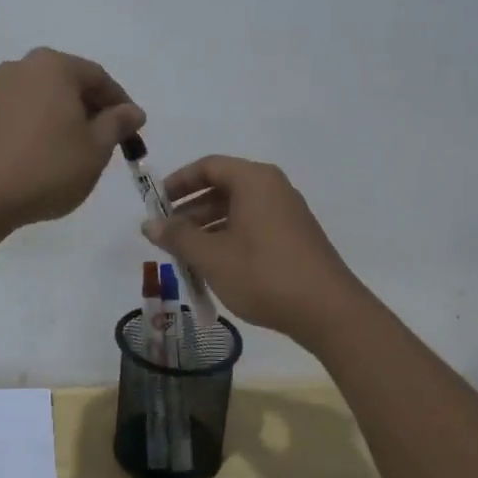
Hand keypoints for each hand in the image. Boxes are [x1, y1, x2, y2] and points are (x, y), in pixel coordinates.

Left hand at [0, 48, 145, 230]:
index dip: (120, 103)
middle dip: (90, 109)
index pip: (98, 78)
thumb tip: (131, 111)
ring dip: (62, 118)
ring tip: (75, 150)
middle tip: (106, 139)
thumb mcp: (96, 148)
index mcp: (53, 66)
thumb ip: (117, 123)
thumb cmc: (48, 167)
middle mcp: (21, 68)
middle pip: (68, 83)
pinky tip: (42, 157)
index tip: (133, 129)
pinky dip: (37, 128)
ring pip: (42, 99)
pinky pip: (19, 115)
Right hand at [142, 156, 366, 341]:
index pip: (208, 166)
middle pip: (223, 186)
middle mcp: (273, 188)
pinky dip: (228, 237)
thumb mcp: (212, 256)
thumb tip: (149, 224)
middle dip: (190, 208)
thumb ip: (178, 237)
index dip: (178, 182)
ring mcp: (287, 213)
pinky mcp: (294, 237)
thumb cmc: (264, 274)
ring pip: (237, 209)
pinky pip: (253, 225)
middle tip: (166, 233)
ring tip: (184, 254)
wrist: (329, 312)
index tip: (155, 203)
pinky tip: (214, 265)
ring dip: (207, 227)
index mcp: (254, 180)